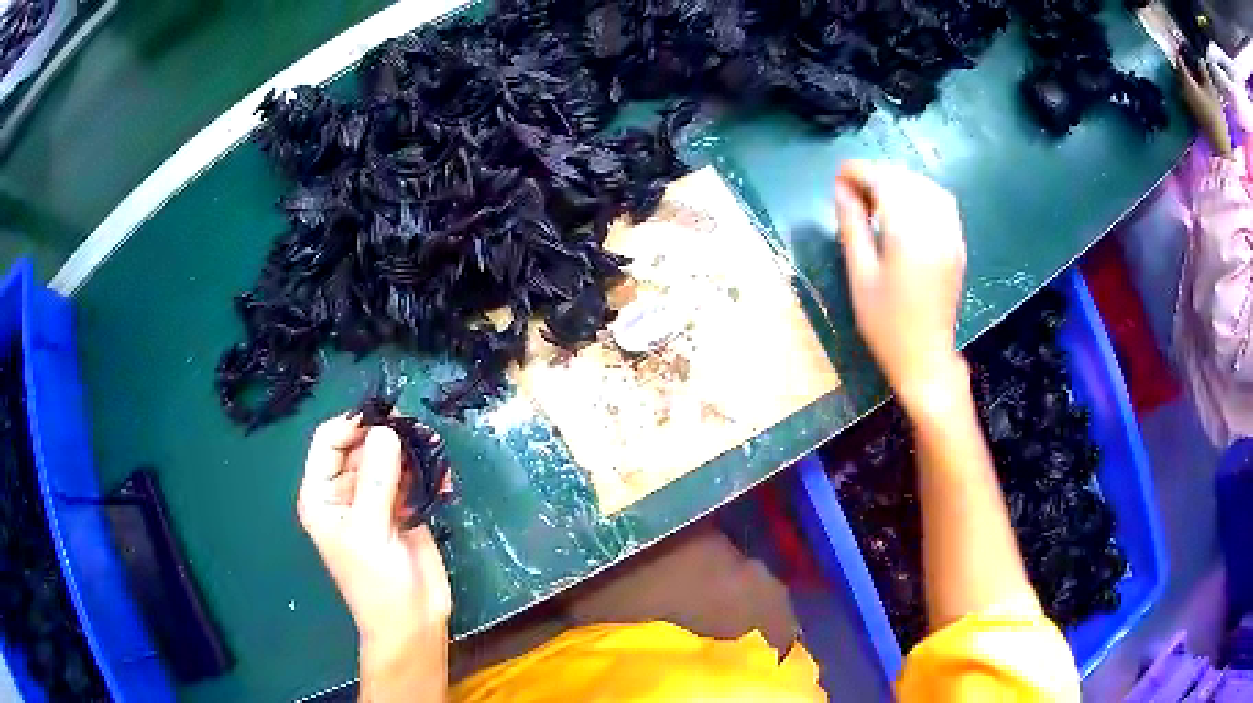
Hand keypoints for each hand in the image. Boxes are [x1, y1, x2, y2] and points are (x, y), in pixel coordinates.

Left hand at [297, 415, 449, 698]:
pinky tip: (445, 483)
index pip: (328, 441)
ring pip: (390, 457)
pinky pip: (413, 477)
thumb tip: (387, 430)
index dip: (353, 424)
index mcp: (321, 494)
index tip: (387, 418)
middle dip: (389, 437)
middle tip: (421, 434)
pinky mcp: (403, 508)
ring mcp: (375, 499)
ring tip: (437, 455)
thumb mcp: (369, 531)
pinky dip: (429, 474)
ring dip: (414, 453)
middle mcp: (345, 491)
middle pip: (362, 444)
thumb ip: (375, 480)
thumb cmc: (377, 584)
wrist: (413, 623)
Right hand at [834, 161, 967, 411]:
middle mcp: (935, 228)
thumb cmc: (886, 326)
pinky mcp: (957, 244)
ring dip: (900, 182)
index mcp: (908, 237)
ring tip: (876, 197)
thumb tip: (841, 190)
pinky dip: (920, 194)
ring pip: (926, 187)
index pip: (885, 183)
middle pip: (906, 180)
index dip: (859, 172)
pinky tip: (904, 207)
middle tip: (852, 189)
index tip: (838, 176)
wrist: (925, 359)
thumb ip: (852, 227)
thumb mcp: (860, 276)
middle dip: (877, 175)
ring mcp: (952, 235)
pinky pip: (942, 203)